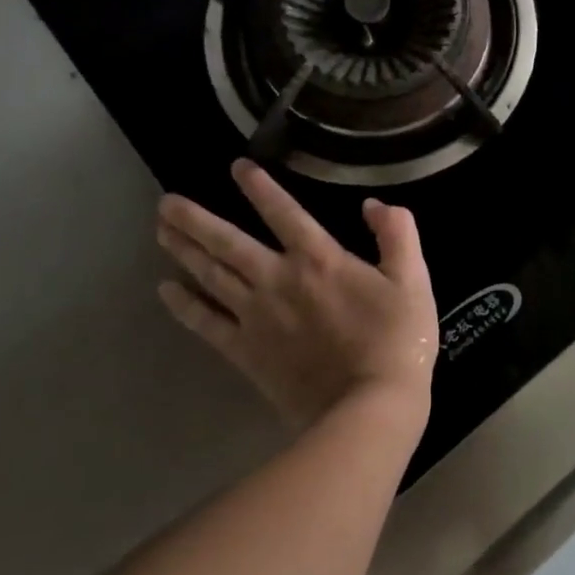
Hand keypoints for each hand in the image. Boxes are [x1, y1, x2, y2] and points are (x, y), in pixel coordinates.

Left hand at [156, 159, 437, 432]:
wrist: (370, 407)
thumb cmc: (396, 340)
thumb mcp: (413, 279)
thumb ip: (398, 234)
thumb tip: (374, 204)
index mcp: (318, 260)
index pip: (283, 212)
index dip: (260, 187)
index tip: (237, 167)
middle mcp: (278, 280)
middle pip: (228, 243)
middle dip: (196, 220)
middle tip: (165, 202)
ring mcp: (256, 317)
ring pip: (211, 276)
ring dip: (184, 251)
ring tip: (161, 231)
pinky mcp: (246, 352)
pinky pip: (206, 324)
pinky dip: (184, 306)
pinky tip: (165, 291)